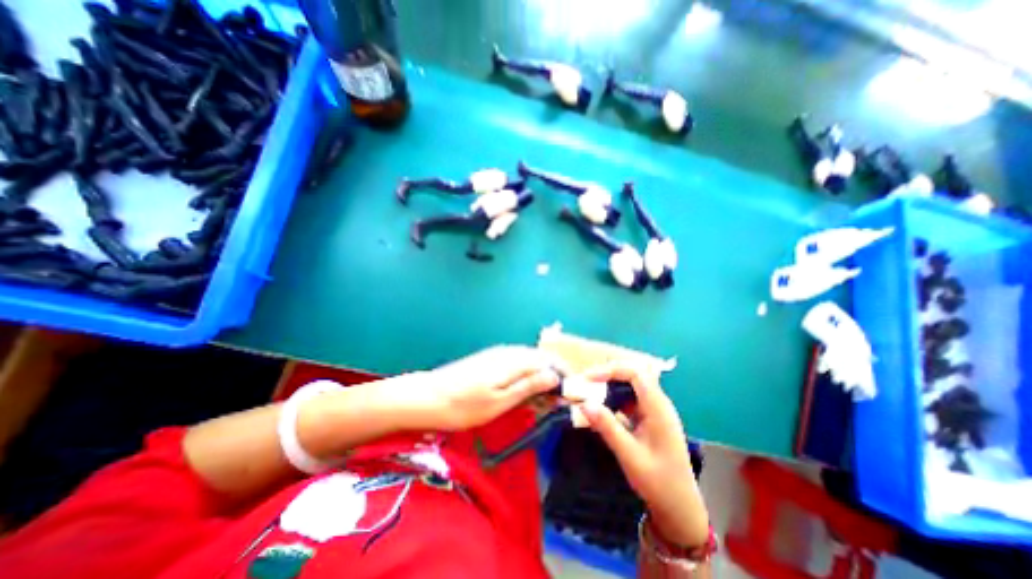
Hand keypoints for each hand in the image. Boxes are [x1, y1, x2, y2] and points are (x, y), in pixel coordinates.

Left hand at [400, 345, 564, 431]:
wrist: (427, 397)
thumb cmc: (464, 405)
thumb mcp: (499, 401)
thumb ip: (527, 386)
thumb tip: (553, 375)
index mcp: (513, 360)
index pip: (548, 360)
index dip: (563, 373)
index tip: (571, 392)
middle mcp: (508, 352)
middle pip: (539, 359)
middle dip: (552, 378)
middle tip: (556, 403)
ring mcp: (497, 355)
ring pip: (528, 362)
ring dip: (539, 379)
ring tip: (542, 402)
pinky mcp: (489, 360)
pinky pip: (515, 365)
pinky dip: (525, 378)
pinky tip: (522, 393)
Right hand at [580, 362, 709, 547]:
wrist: (680, 508)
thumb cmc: (659, 483)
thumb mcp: (629, 455)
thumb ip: (607, 427)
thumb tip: (584, 403)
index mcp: (658, 408)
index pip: (635, 373)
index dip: (611, 370)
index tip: (588, 378)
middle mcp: (658, 403)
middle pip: (633, 375)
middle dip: (608, 375)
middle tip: (585, 383)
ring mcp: (654, 410)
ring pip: (630, 386)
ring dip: (609, 386)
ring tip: (589, 393)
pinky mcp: (649, 419)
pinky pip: (630, 400)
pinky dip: (613, 399)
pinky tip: (602, 408)